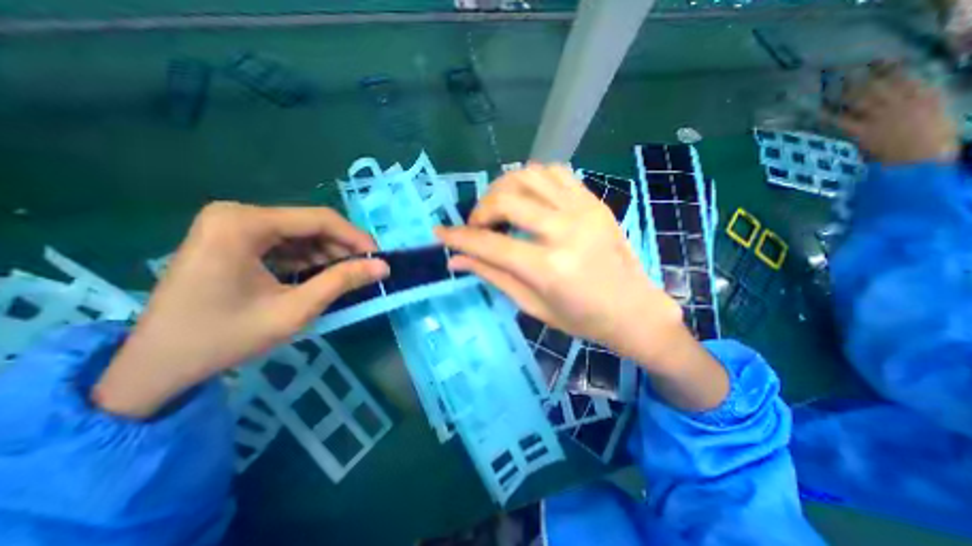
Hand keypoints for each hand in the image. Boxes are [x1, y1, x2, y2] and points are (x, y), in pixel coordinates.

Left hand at [95, 204, 386, 415]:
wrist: (156, 365)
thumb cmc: (226, 337)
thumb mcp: (294, 310)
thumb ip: (341, 282)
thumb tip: (383, 266)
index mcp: (243, 223)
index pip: (319, 219)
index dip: (356, 238)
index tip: (379, 259)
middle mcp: (236, 214)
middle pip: (309, 224)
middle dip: (341, 248)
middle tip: (364, 272)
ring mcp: (230, 225)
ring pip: (299, 233)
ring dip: (326, 254)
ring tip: (344, 278)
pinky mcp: (231, 239)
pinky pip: (283, 242)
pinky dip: (306, 259)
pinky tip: (317, 277)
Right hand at [437, 165, 678, 370]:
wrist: (633, 309)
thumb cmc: (582, 319)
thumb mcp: (532, 305)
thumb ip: (493, 276)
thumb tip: (456, 260)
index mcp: (549, 267)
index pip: (490, 243)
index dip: (459, 238)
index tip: (440, 233)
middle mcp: (565, 230)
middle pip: (506, 199)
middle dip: (480, 210)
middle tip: (478, 226)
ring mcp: (583, 210)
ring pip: (529, 176)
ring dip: (503, 188)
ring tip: (499, 208)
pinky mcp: (594, 202)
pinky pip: (555, 172)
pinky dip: (532, 178)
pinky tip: (527, 196)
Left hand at [831, 61, 959, 164]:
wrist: (923, 158)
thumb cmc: (931, 142)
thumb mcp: (935, 115)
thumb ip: (918, 105)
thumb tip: (904, 98)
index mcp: (925, 96)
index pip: (904, 77)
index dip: (887, 68)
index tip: (874, 62)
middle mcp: (903, 102)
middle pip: (878, 85)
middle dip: (861, 77)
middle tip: (844, 70)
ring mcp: (882, 116)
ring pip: (860, 99)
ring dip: (844, 91)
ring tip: (830, 84)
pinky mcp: (864, 131)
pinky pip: (842, 120)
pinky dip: (829, 115)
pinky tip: (817, 110)